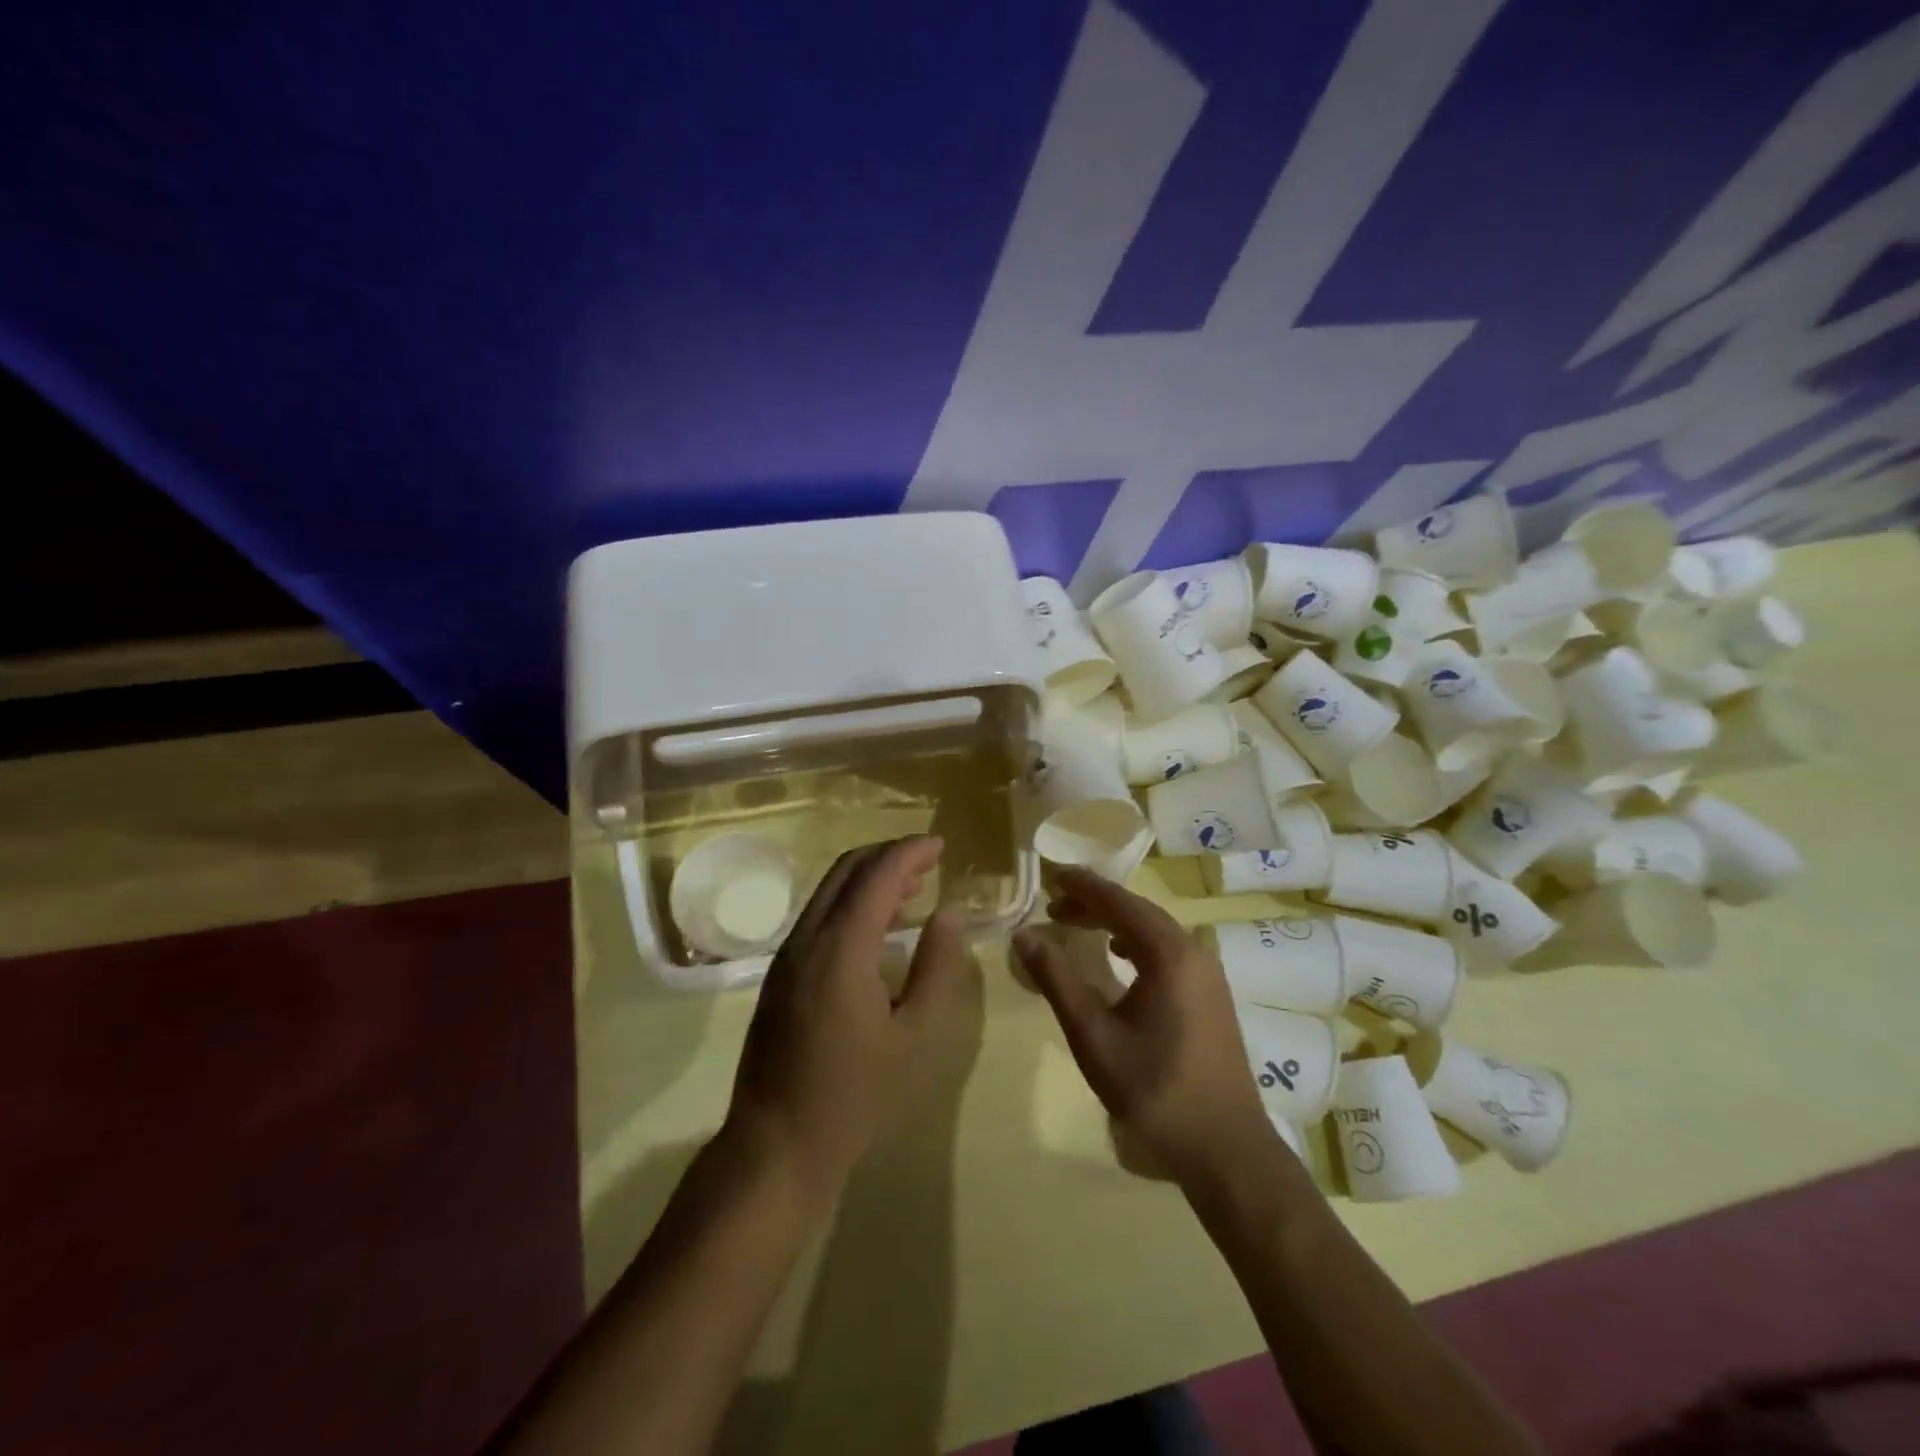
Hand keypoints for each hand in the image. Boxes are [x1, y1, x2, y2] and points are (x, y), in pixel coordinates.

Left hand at [727, 836, 974, 1205]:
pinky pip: (818, 917)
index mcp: (841, 948)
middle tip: (929, 862)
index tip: (941, 845)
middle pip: (846, 870)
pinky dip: (851, 904)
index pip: (877, 875)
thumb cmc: (855, 1096)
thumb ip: (938, 969)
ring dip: (869, 879)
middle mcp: (807, 939)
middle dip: (888, 856)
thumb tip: (949, 915)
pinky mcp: (780, 975)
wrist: (775, 1145)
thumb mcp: (916, 1037)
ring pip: (829, 891)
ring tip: (912, 890)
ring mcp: (787, 956)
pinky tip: (877, 930)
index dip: (910, 852)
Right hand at [1012, 868, 1273, 1184]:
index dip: (1082, 885)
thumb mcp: (1093, 1036)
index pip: (1118, 902)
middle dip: (1095, 901)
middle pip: (1138, 910)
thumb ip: (1057, 980)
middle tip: (1054, 903)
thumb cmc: (1155, 1090)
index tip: (1051, 874)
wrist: (1227, 1149)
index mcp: (1168, 954)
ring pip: (1154, 929)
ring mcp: (1207, 973)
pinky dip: (1135, 940)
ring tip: (1076, 922)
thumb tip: (1024, 935)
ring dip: (1115, 920)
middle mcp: (1193, 951)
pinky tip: (1118, 954)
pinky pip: (1167, 948)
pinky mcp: (1211, 994)